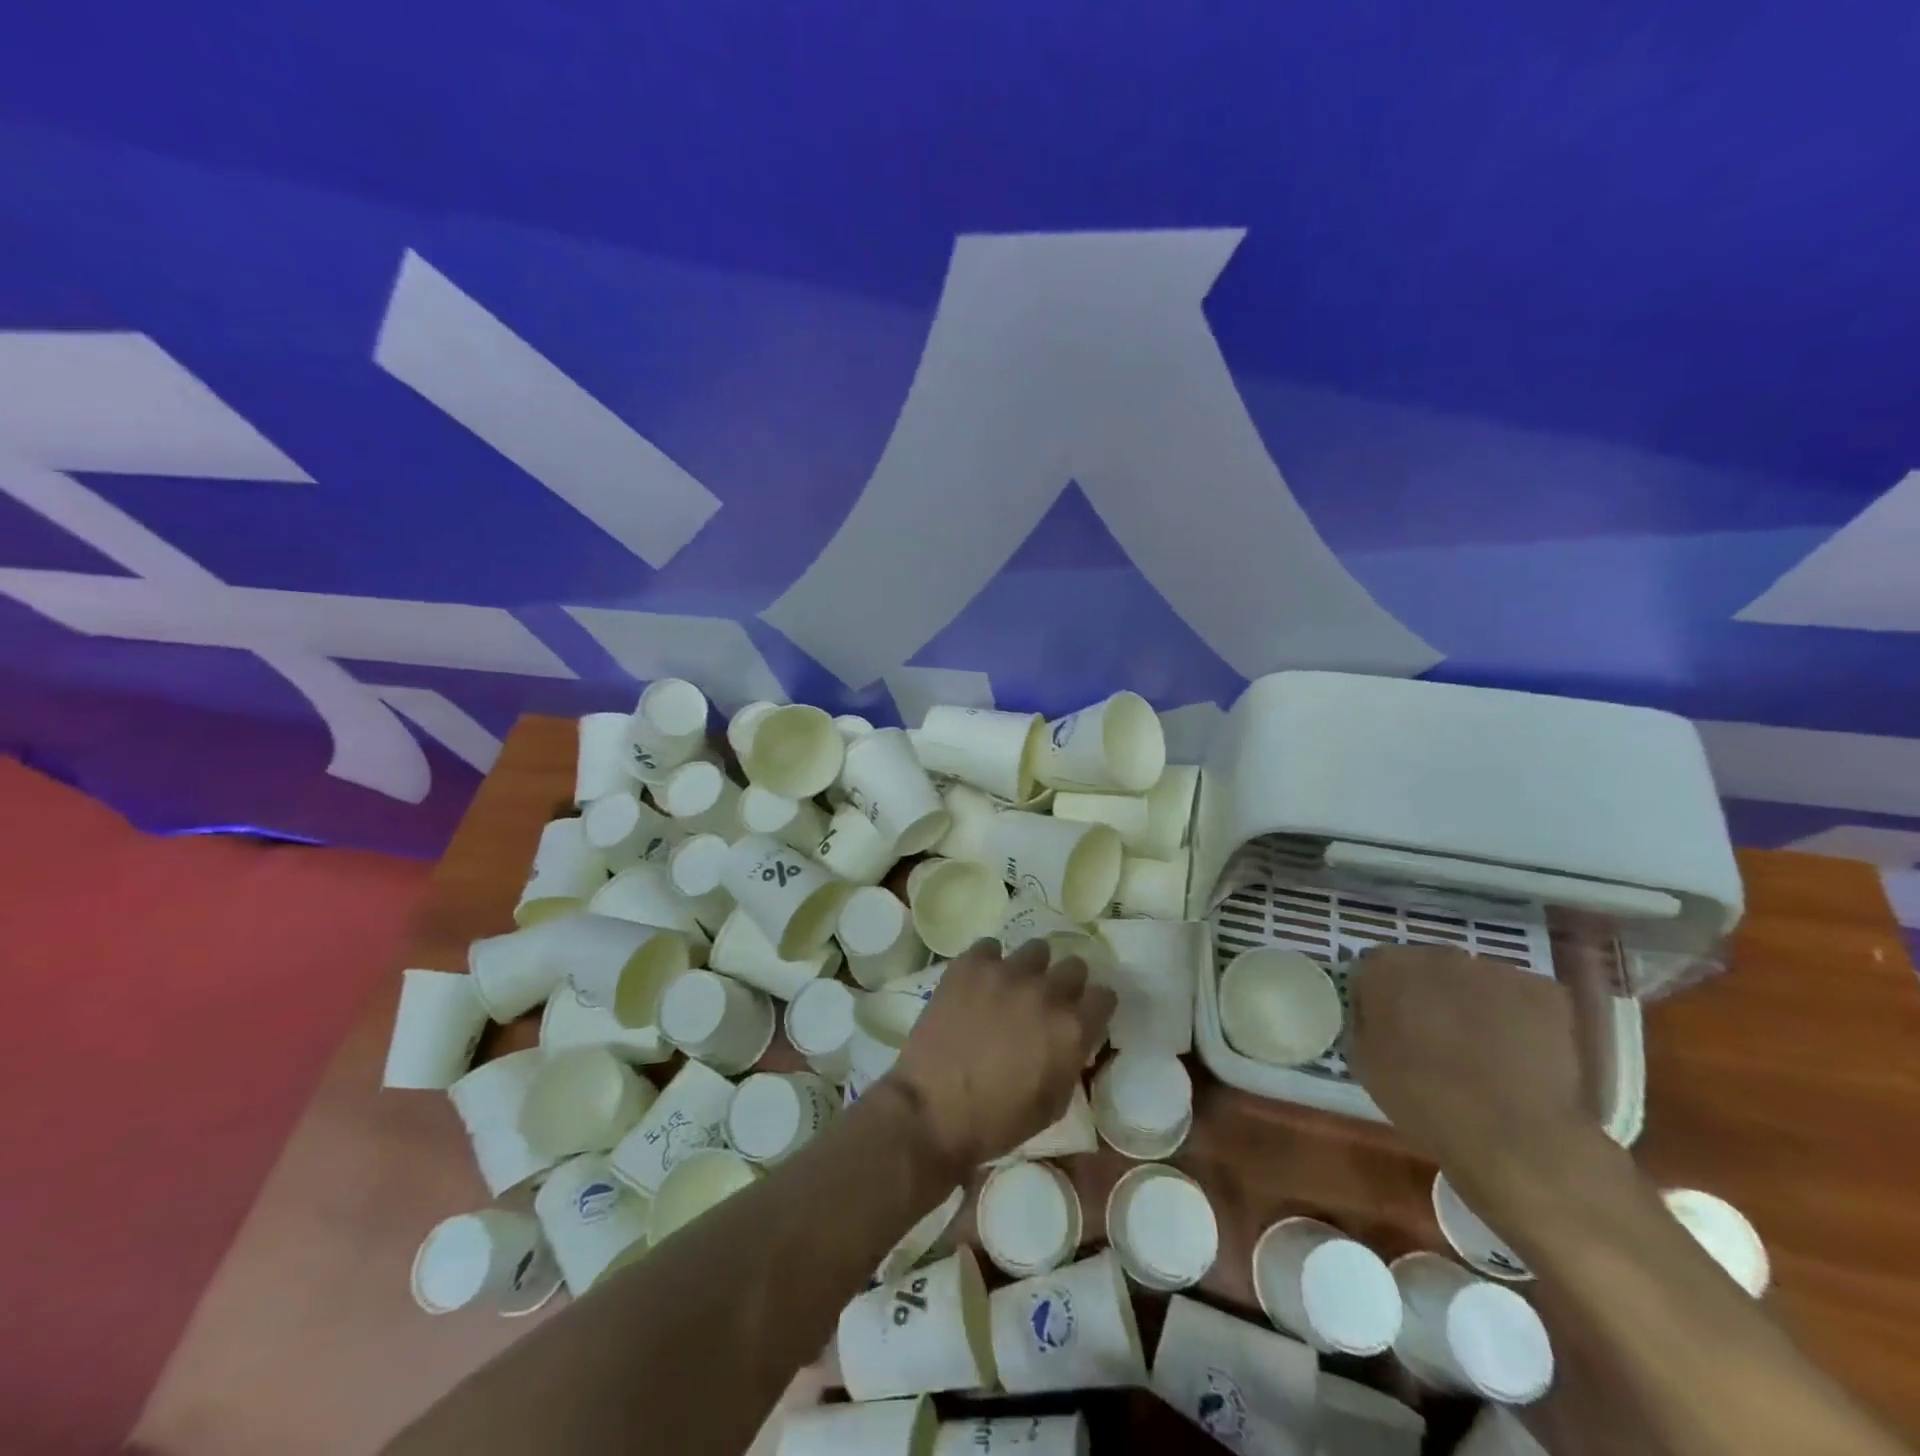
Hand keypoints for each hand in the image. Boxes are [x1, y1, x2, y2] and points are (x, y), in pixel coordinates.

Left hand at [883, 938, 1114, 1175]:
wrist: (932, 1111)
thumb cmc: (997, 1121)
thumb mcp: (1053, 1104)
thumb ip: (1070, 1061)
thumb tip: (1071, 1040)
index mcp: (1072, 1029)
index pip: (1104, 996)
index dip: (1094, 1007)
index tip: (1083, 1015)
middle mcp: (1046, 992)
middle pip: (1074, 966)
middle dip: (1066, 983)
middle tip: (1046, 1002)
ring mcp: (1007, 972)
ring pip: (1035, 949)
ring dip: (1030, 968)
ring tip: (1011, 987)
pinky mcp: (970, 964)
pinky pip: (989, 947)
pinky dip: (988, 963)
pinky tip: (978, 983)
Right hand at [1348, 944, 1596, 1202]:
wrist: (1511, 1136)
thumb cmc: (1422, 1099)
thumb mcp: (1363, 1060)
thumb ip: (1365, 1020)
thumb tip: (1376, 1013)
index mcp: (1386, 966)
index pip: (1373, 968)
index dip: (1379, 997)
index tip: (1386, 1026)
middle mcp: (1438, 955)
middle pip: (1427, 967)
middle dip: (1428, 994)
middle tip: (1434, 1037)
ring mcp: (1496, 970)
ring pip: (1476, 981)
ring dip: (1473, 1004)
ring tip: (1483, 1051)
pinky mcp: (1545, 992)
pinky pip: (1522, 999)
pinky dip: (1518, 1019)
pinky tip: (1519, 1055)